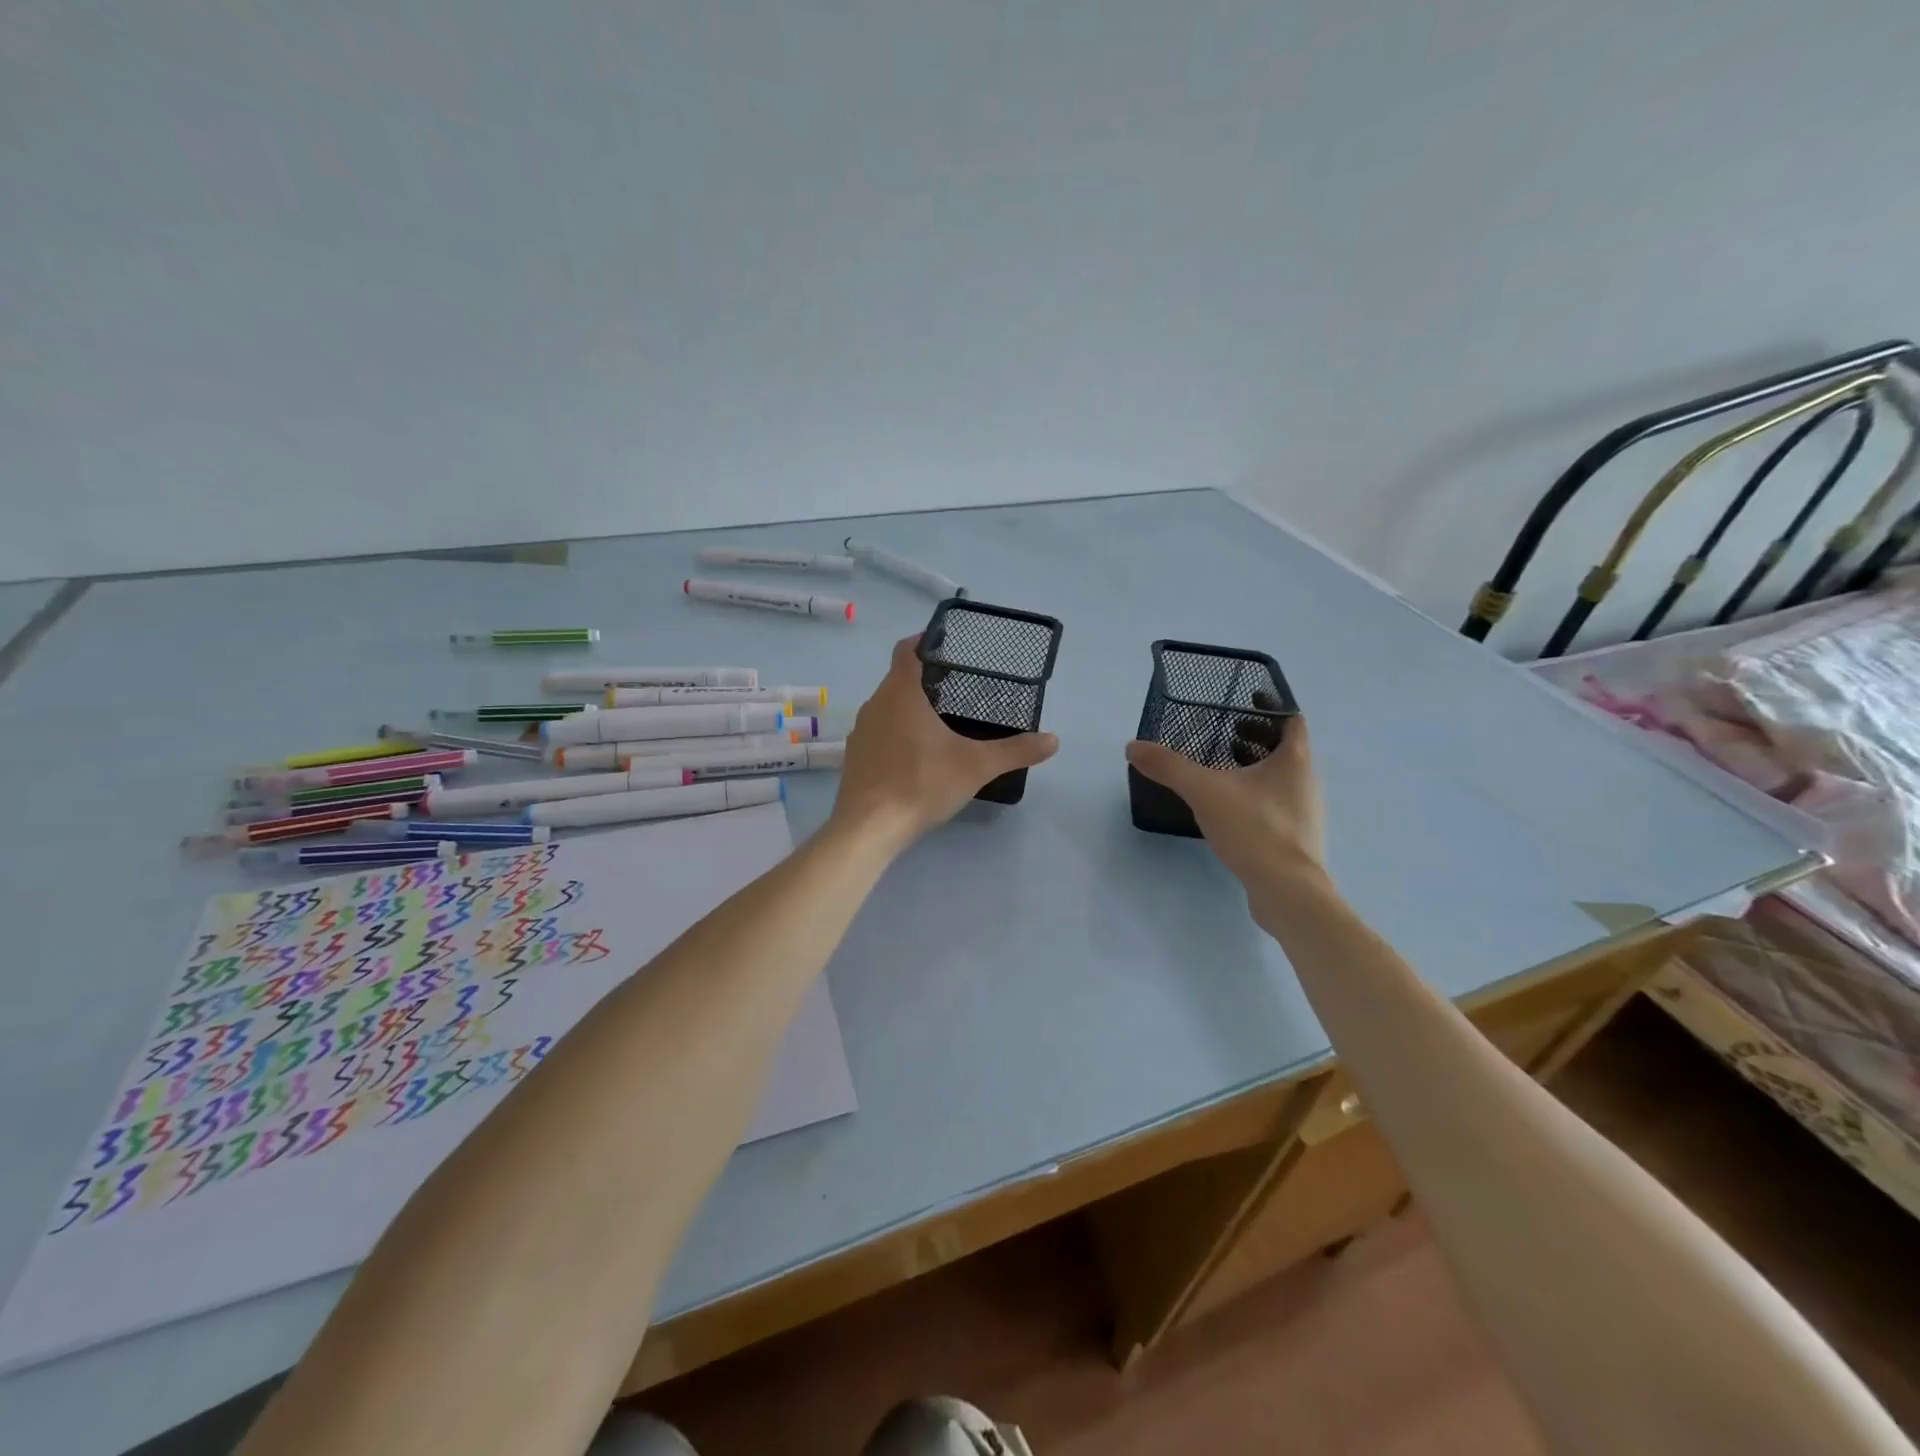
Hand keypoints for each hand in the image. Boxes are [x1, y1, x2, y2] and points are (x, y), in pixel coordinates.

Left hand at [831, 636, 1059, 850]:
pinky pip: (879, 732)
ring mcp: (861, 731)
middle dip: (925, 678)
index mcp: (900, 693)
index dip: (925, 640)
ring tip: (941, 719)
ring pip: (887, 706)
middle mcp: (875, 704)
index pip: (906, 649)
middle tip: (958, 686)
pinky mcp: (855, 757)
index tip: (948, 645)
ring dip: (910, 707)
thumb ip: (1015, 750)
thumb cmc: (921, 784)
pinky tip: (917, 754)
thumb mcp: (976, 766)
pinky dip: (897, 732)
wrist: (869, 828)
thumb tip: (1053, 740)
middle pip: (899, 678)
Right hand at [1125, 711, 1327, 904]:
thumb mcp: (1204, 791)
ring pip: (1281, 777)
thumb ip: (1169, 766)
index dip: (1271, 706)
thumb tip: (1133, 747)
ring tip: (1221, 767)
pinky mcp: (1296, 838)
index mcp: (1295, 760)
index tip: (1245, 701)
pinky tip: (1229, 807)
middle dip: (1255, 737)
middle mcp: (1306, 781)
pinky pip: (1276, 803)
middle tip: (1223, 732)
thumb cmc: (1254, 829)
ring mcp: (1304, 812)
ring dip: (1255, 767)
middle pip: (1285, 748)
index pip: (1292, 719)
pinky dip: (1256, 794)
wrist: (1287, 891)